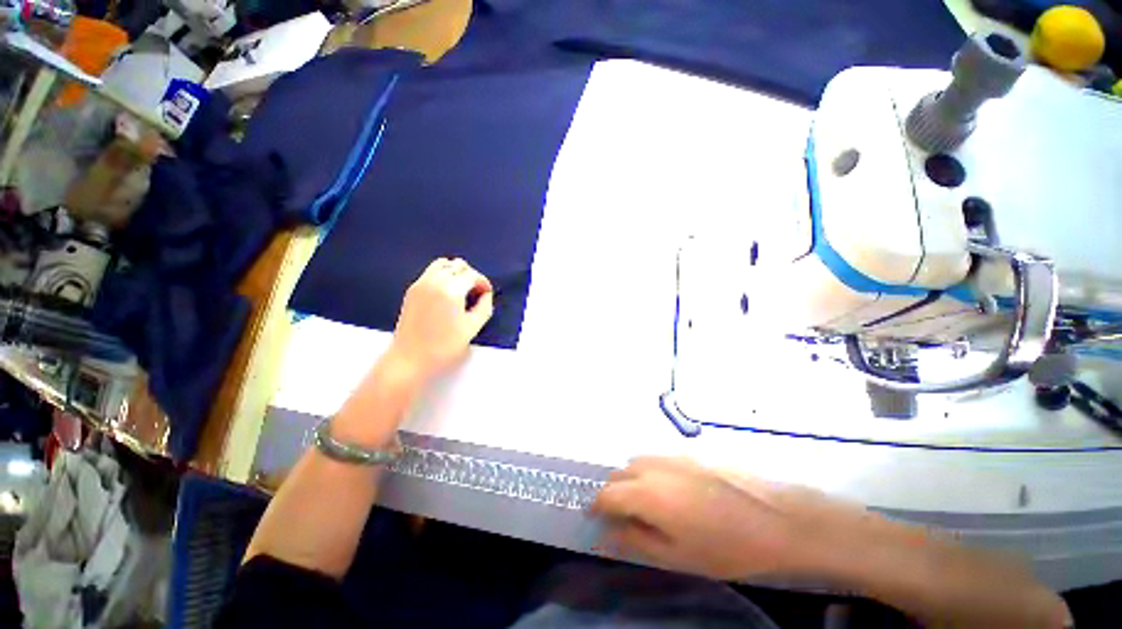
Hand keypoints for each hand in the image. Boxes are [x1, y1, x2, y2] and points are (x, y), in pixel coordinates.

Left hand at [386, 258, 493, 380]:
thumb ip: (484, 307)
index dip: (483, 283)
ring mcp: (421, 283)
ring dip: (456, 272)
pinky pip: (431, 272)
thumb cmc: (444, 346)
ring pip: (443, 264)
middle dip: (471, 276)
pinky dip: (443, 276)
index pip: (472, 274)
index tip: (486, 295)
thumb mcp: (472, 328)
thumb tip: (486, 295)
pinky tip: (446, 294)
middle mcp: (435, 280)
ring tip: (461, 290)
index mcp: (451, 289)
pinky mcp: (412, 290)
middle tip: (476, 293)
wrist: (410, 358)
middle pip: (458, 265)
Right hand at [592, 457, 879, 580]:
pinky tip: (669, 490)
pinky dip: (650, 471)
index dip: (597, 507)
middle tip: (621, 515)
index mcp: (646, 493)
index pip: (607, 494)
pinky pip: (656, 458)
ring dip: (631, 479)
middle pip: (619, 474)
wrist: (776, 518)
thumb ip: (636, 542)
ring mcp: (671, 455)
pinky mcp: (688, 452)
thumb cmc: (726, 546)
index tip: (596, 518)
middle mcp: (653, 466)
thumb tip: (607, 537)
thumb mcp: (677, 556)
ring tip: (645, 503)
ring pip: (636, 462)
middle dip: (613, 492)